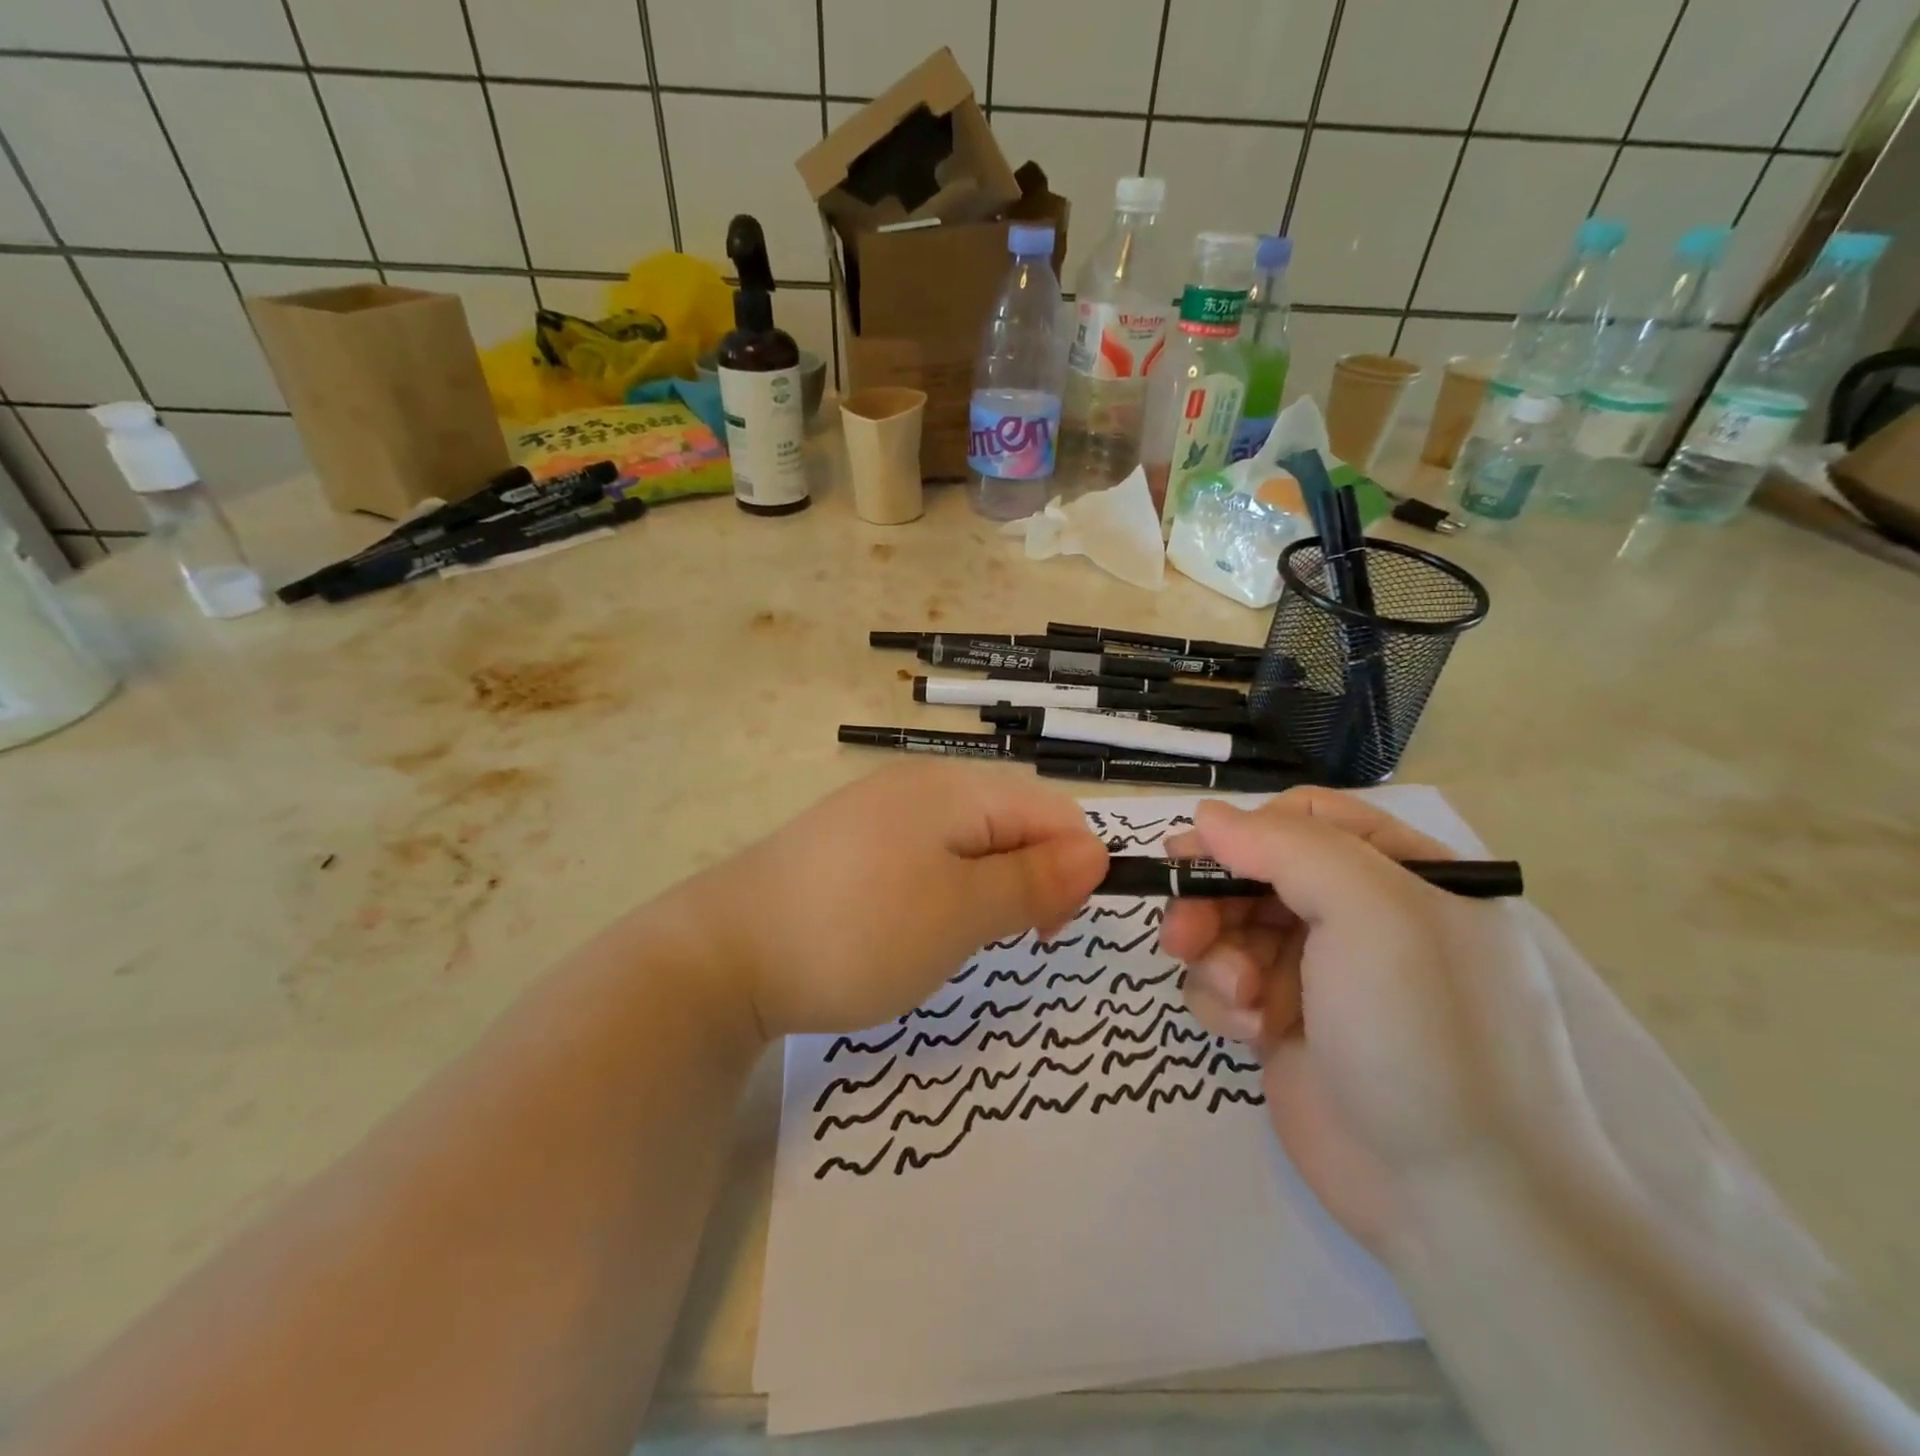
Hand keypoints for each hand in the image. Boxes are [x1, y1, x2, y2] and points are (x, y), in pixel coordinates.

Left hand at [679, 761, 1107, 1039]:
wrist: (725, 954)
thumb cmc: (858, 932)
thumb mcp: (961, 913)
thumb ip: (1033, 880)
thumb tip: (1097, 852)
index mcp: (953, 788)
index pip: (1050, 810)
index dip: (1073, 866)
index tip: (1049, 930)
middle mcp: (919, 785)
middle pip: (1010, 820)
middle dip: (1030, 877)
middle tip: (1006, 939)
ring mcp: (879, 811)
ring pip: (969, 841)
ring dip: (987, 886)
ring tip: (959, 936)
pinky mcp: (851, 842)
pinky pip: (925, 854)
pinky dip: (943, 888)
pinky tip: (916, 924)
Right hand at [1161, 790, 1599, 1259]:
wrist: (1462, 1203)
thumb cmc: (1425, 1032)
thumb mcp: (1371, 912)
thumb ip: (1285, 846)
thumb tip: (1208, 815)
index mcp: (1402, 875)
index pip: (1307, 819)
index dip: (1246, 831)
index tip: (1194, 855)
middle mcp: (1362, 918)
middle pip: (1256, 874)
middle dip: (1214, 901)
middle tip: (1183, 935)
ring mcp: (1322, 974)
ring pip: (1231, 929)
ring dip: (1218, 956)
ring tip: (1238, 999)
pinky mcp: (1286, 1025)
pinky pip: (1228, 985)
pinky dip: (1225, 1002)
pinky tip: (1249, 1035)